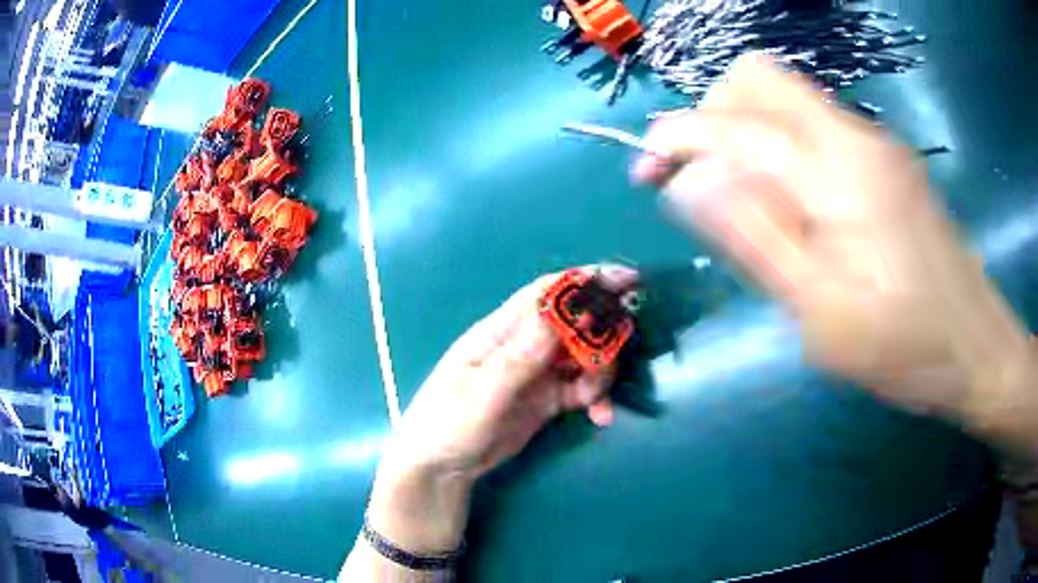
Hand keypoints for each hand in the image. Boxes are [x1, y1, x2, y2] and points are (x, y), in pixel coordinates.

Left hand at [383, 265, 636, 481]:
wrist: (442, 467)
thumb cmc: (448, 424)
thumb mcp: (480, 393)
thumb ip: (518, 359)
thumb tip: (558, 317)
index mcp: (500, 332)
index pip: (546, 295)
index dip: (584, 282)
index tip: (625, 280)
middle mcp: (523, 346)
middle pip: (573, 324)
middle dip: (602, 331)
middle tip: (621, 349)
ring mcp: (537, 373)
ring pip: (583, 357)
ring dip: (600, 372)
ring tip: (595, 400)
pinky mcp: (547, 399)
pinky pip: (582, 389)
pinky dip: (596, 398)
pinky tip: (599, 417)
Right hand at [632, 54, 1033, 432]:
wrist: (977, 347)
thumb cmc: (906, 346)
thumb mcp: (820, 312)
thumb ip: (754, 237)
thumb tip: (686, 183)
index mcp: (836, 170)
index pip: (733, 122)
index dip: (675, 137)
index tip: (644, 172)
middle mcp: (853, 135)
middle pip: (758, 79)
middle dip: (712, 115)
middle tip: (701, 177)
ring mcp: (875, 143)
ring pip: (787, 100)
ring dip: (748, 134)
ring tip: (750, 205)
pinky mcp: (887, 161)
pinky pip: (816, 129)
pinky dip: (784, 150)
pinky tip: (797, 209)